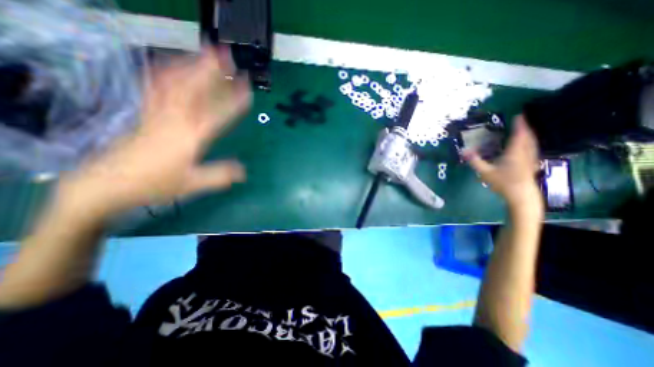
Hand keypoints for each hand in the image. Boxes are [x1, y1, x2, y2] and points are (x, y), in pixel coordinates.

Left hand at [55, 46, 252, 217]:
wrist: (108, 183)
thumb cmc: (155, 184)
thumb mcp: (192, 184)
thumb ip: (219, 176)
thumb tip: (244, 172)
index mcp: (190, 137)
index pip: (217, 115)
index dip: (234, 101)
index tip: (247, 89)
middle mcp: (174, 120)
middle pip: (193, 89)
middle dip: (211, 71)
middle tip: (226, 56)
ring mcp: (157, 113)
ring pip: (174, 83)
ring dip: (191, 65)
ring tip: (204, 53)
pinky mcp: (146, 113)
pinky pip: (156, 87)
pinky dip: (166, 72)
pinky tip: (174, 65)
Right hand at [464, 116, 542, 210]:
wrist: (521, 195)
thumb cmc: (503, 183)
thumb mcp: (485, 172)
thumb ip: (475, 161)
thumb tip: (464, 152)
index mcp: (515, 152)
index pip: (519, 135)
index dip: (520, 125)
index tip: (519, 115)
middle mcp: (525, 153)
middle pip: (528, 137)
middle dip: (525, 128)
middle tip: (521, 121)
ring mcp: (530, 159)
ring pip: (532, 143)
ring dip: (529, 135)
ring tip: (524, 131)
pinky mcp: (531, 165)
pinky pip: (532, 149)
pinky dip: (530, 144)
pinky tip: (527, 147)